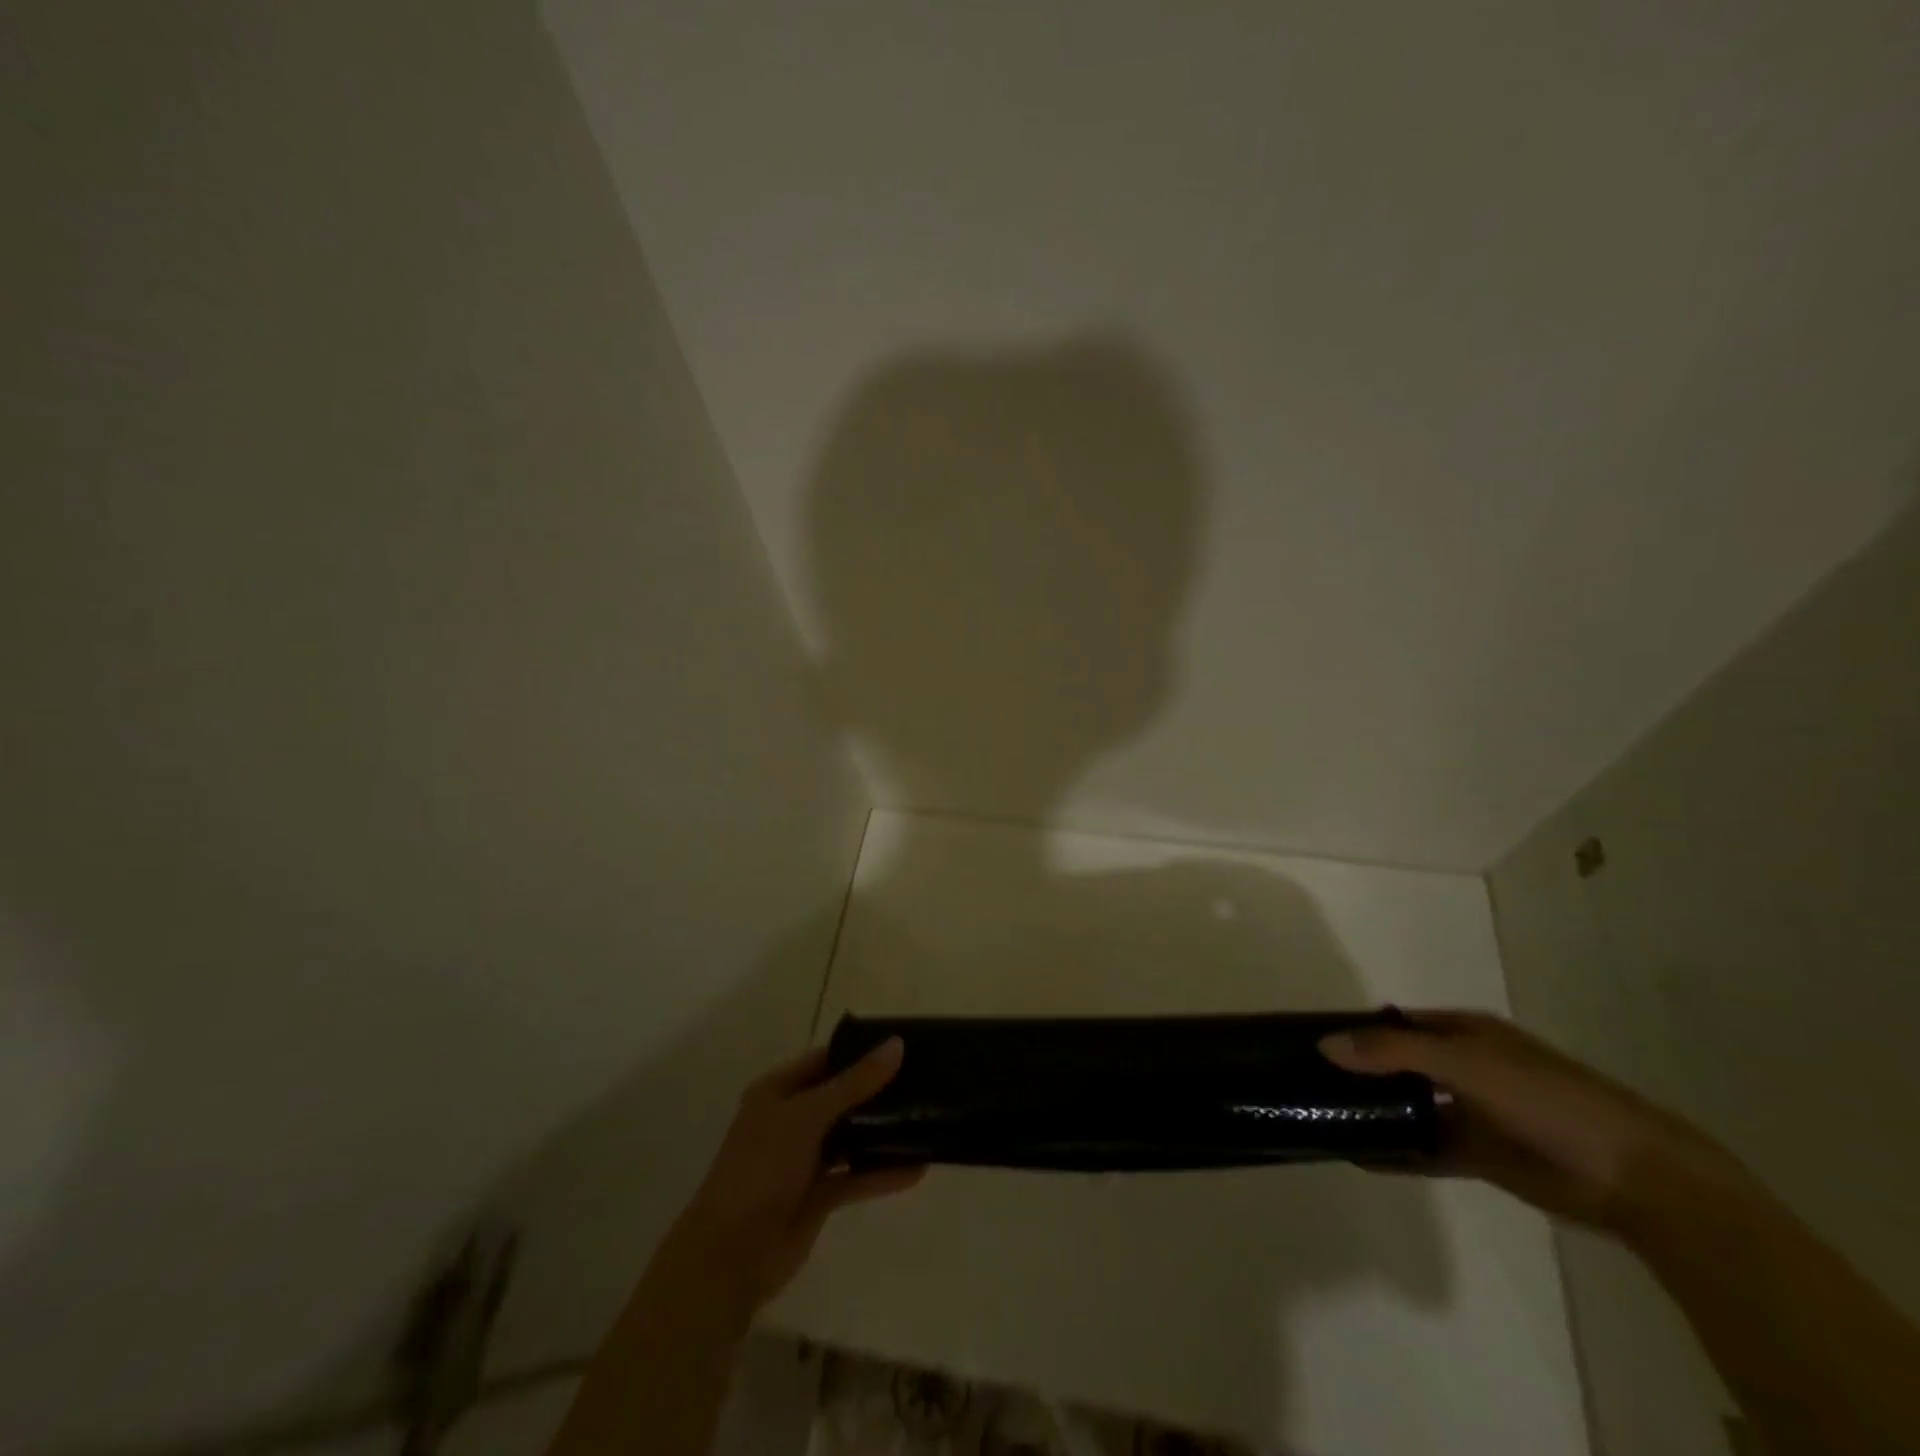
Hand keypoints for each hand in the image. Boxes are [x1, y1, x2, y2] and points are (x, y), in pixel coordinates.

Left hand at [665, 1039, 924, 1309]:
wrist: (730, 1257)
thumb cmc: (762, 1169)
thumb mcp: (807, 1116)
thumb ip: (854, 1083)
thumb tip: (896, 1045)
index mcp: (777, 1092)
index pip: (825, 1059)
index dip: (860, 1050)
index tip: (903, 1044)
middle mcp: (791, 1120)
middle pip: (841, 1096)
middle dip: (878, 1090)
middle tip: (925, 1078)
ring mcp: (804, 1159)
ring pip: (850, 1136)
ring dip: (882, 1131)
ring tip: (926, 1117)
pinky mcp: (818, 1196)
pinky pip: (856, 1176)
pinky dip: (882, 1172)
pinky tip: (918, 1168)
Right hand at [1320, 1010, 1742, 1229]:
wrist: (1637, 1179)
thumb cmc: (1548, 1100)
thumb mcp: (1466, 1064)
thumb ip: (1394, 1052)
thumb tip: (1325, 1043)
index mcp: (1464, 1031)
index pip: (1394, 1022)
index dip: (1355, 1027)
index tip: (1306, 1039)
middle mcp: (1464, 1065)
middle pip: (1398, 1063)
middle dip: (1359, 1070)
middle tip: (1304, 1080)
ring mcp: (1473, 1111)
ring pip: (1409, 1106)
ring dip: (1375, 1111)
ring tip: (1323, 1116)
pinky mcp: (1481, 1154)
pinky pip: (1426, 1150)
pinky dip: (1397, 1153)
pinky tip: (1360, 1158)